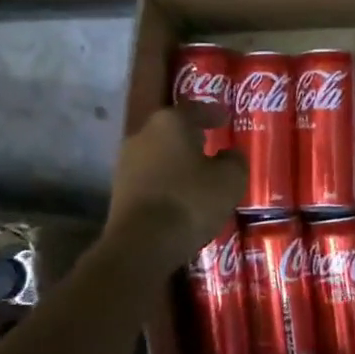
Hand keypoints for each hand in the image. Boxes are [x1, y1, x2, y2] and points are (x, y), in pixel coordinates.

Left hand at [106, 103, 247, 264]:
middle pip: (173, 131)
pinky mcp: (119, 191)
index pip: (195, 109)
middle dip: (192, 138)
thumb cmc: (190, 201)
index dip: (213, 113)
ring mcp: (126, 163)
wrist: (141, 244)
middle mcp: (142, 135)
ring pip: (160, 156)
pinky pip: (151, 179)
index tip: (226, 118)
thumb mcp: (230, 179)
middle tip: (213, 145)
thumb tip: (230, 155)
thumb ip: (235, 161)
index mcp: (170, 122)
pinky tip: (181, 196)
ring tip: (199, 175)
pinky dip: (167, 183)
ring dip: (178, 163)